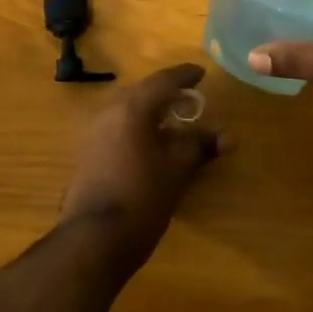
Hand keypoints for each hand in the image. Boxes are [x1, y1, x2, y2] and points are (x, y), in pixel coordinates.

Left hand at [60, 63, 225, 255]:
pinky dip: (135, 129)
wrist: (95, 238)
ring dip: (149, 112)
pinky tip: (149, 145)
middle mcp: (108, 112)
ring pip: (126, 111)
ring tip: (172, 123)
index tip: (201, 74)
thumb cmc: (143, 196)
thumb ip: (200, 146)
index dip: (185, 76)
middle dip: (165, 94)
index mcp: (132, 107)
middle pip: (141, 93)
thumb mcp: (178, 169)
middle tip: (188, 100)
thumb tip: (227, 137)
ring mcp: (92, 133)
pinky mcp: (85, 154)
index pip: (163, 81)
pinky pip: (116, 128)